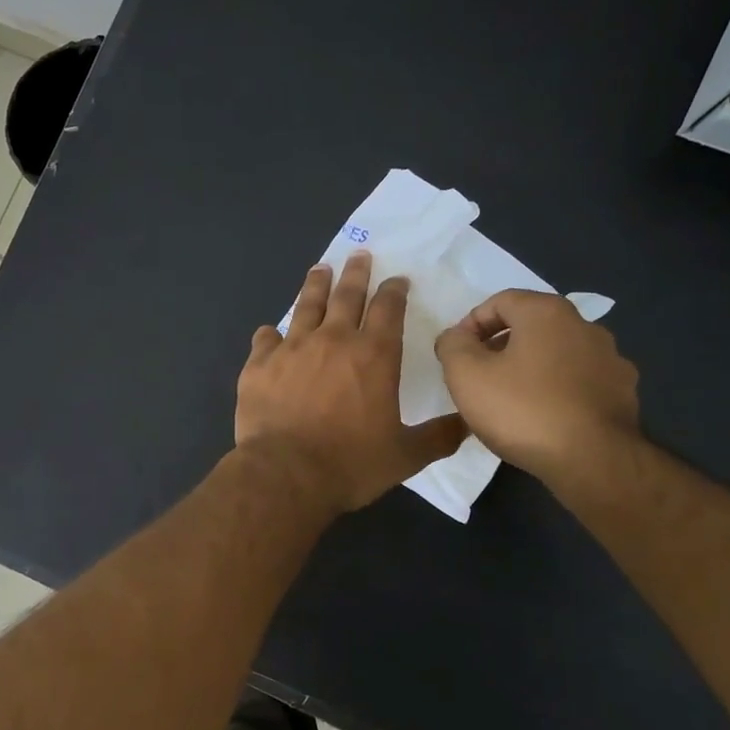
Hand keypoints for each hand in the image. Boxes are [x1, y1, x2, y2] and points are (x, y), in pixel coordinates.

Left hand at [236, 253, 465, 512]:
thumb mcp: (405, 455)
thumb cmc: (351, 463)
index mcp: (374, 355)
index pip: (388, 309)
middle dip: (356, 273)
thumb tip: (470, 424)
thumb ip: (439, 436)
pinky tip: (269, 332)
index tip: (397, 279)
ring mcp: (292, 349)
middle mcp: (333, 340)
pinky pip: (264, 339)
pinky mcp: (259, 365)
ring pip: (306, 306)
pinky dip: (269, 334)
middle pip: (347, 296)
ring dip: (315, 286)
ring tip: (320, 269)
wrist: (286, 474)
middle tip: (358, 255)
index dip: (394, 291)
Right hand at [434, 289, 641, 482]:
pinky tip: (544, 417)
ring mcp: (610, 359)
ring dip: (530, 368)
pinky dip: (557, 390)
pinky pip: (579, 381)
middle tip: (478, 377)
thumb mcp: (466, 375)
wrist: (593, 460)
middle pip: (531, 326)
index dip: (471, 323)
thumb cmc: (522, 410)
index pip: (500, 301)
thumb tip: (456, 337)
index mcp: (547, 313)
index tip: (457, 354)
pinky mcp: (623, 392)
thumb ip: (452, 346)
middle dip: (500, 346)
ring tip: (510, 401)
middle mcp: (585, 326)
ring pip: (557, 354)